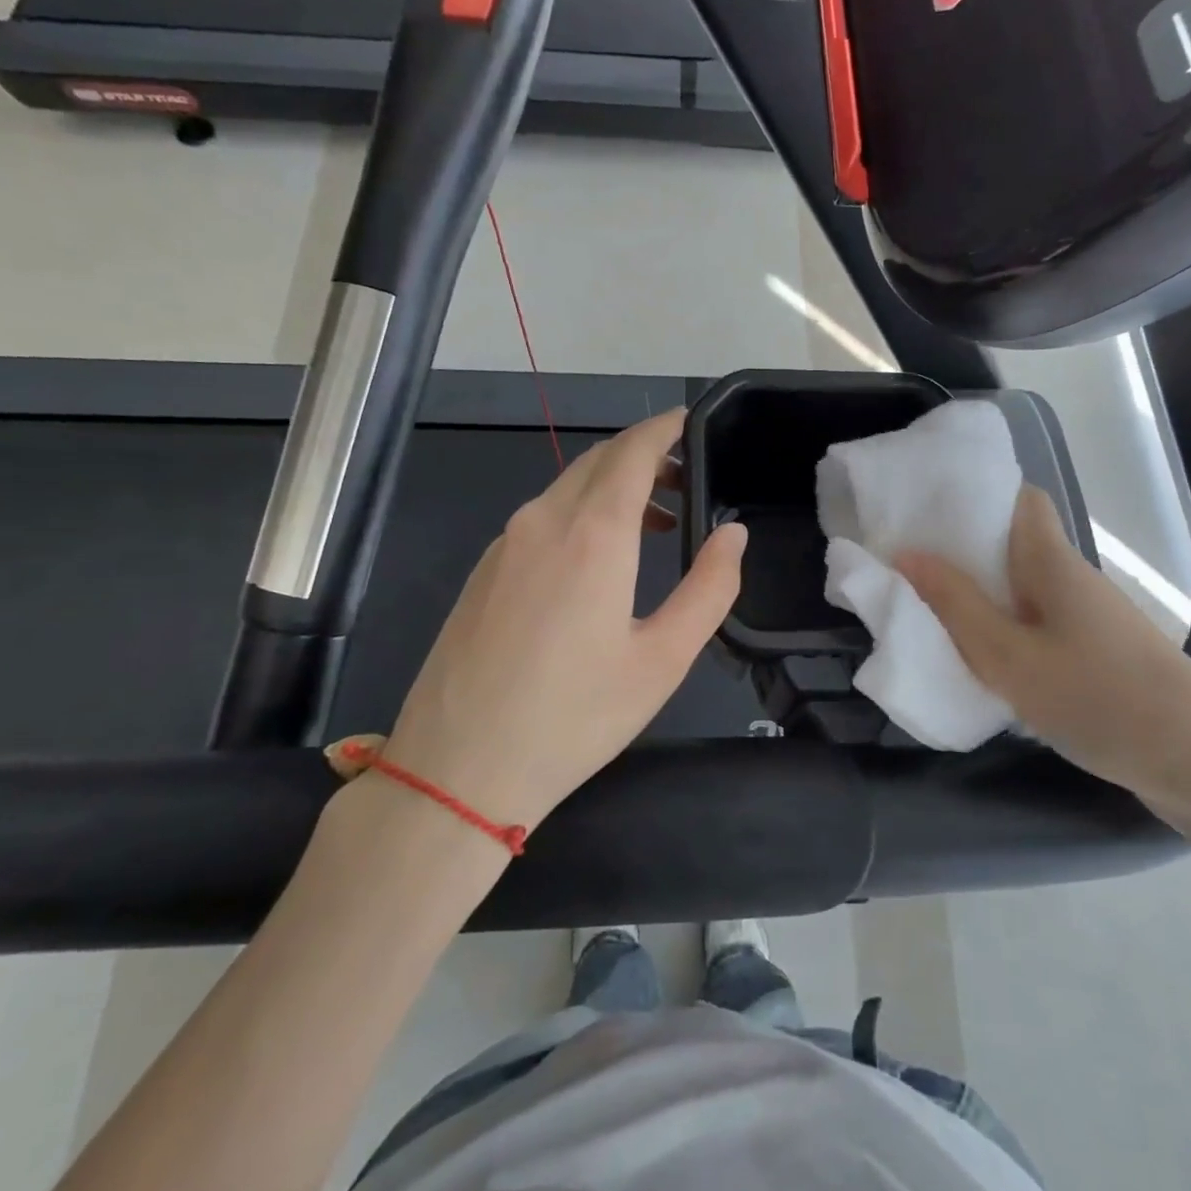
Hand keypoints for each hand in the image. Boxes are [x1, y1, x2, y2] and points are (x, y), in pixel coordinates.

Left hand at [382, 408, 745, 832]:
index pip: (632, 451)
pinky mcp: (483, 571)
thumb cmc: (574, 717)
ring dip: (612, 486)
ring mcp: (504, 544)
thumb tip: (732, 534)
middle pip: (598, 461)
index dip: (664, 428)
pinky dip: (579, 512)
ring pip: (566, 487)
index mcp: (593, 535)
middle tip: (683, 478)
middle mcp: (542, 522)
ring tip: (652, 523)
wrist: (458, 770)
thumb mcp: (663, 660)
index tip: (690, 420)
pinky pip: (540, 517)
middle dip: (642, 455)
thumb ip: (709, 588)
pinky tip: (596, 558)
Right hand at [896, 485, 1190, 812]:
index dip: (977, 493)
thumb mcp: (1009, 655)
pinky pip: (1034, 620)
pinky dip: (1001, 625)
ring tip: (926, 603)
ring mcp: (1084, 616)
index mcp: (1051, 561)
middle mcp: (1069, 577)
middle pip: (1012, 542)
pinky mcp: (1091, 651)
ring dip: (978, 590)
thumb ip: (955, 604)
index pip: (1021, 499)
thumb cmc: (1097, 695)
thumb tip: (905, 552)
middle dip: (961, 547)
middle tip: (907, 560)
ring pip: (1020, 585)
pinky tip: (976, 652)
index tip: (927, 507)